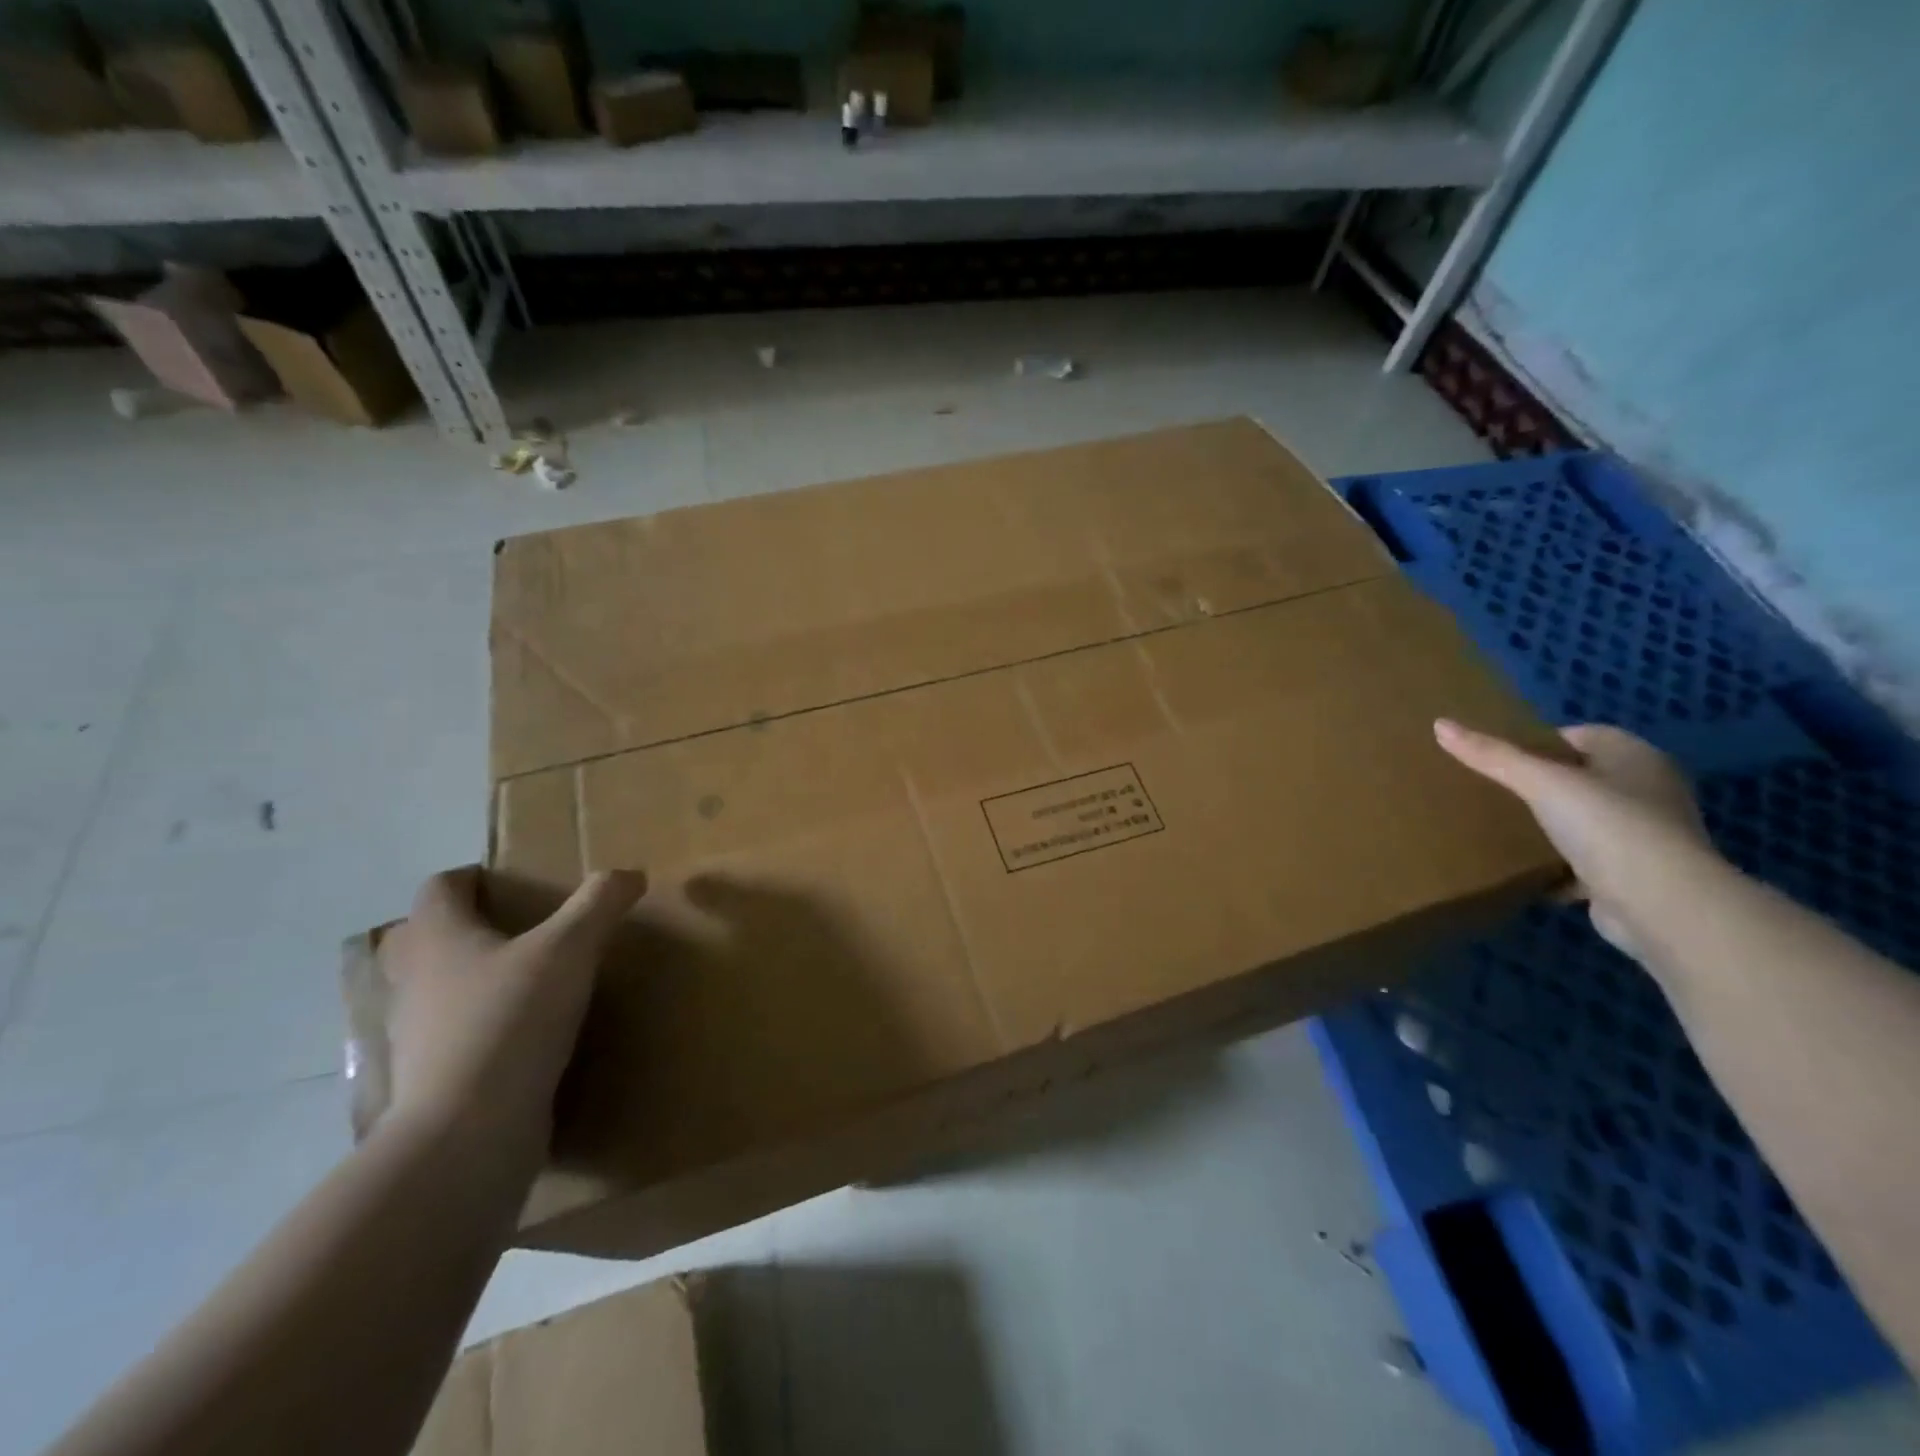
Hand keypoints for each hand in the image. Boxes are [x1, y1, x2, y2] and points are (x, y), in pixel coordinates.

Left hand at [377, 866, 646, 1150]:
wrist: (468, 1133)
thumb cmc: (511, 1020)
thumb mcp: (570, 949)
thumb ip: (599, 904)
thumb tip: (629, 873)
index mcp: (437, 938)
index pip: (440, 887)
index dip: (472, 876)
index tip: (512, 882)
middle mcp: (414, 980)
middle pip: (424, 937)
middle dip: (463, 927)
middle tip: (516, 928)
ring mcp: (415, 1035)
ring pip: (433, 989)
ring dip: (467, 979)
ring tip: (523, 980)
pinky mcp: (431, 1079)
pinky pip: (449, 1037)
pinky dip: (477, 1027)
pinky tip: (521, 1035)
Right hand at [1434, 719, 1719, 959]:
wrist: (1661, 905)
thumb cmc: (1608, 826)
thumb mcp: (1540, 783)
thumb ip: (1492, 756)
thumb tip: (1440, 724)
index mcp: (1635, 757)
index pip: (1579, 735)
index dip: (1537, 743)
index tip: (1496, 758)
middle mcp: (1648, 791)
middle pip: (1580, 778)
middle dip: (1539, 785)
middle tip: (1490, 791)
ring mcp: (1645, 836)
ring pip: (1583, 821)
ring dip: (1549, 827)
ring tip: (1499, 828)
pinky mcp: (1634, 875)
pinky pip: (1585, 862)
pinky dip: (1558, 866)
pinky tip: (1523, 870)